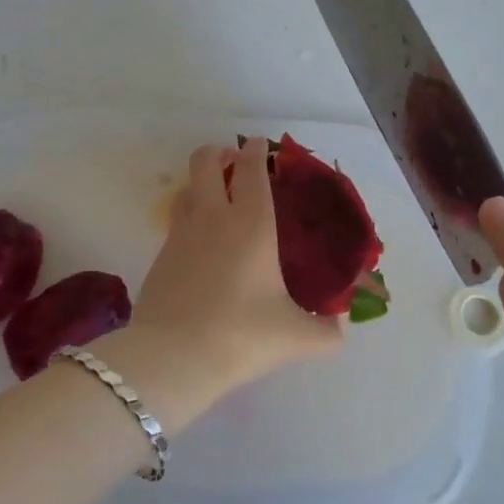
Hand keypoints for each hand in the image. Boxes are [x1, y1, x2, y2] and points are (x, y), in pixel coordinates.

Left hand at [129, 137, 342, 397]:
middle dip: (219, 153)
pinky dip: (189, 217)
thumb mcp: (296, 337)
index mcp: (251, 223)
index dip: (255, 150)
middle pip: (205, 161)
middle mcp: (213, 217)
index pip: (251, 168)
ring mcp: (181, 234)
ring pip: (186, 188)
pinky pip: (176, 221)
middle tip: (234, 163)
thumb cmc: (242, 335)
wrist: (173, 358)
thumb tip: (342, 326)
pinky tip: (201, 244)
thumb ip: (327, 332)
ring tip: (217, 198)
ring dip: (200, 183)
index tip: (261, 145)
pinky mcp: (160, 256)